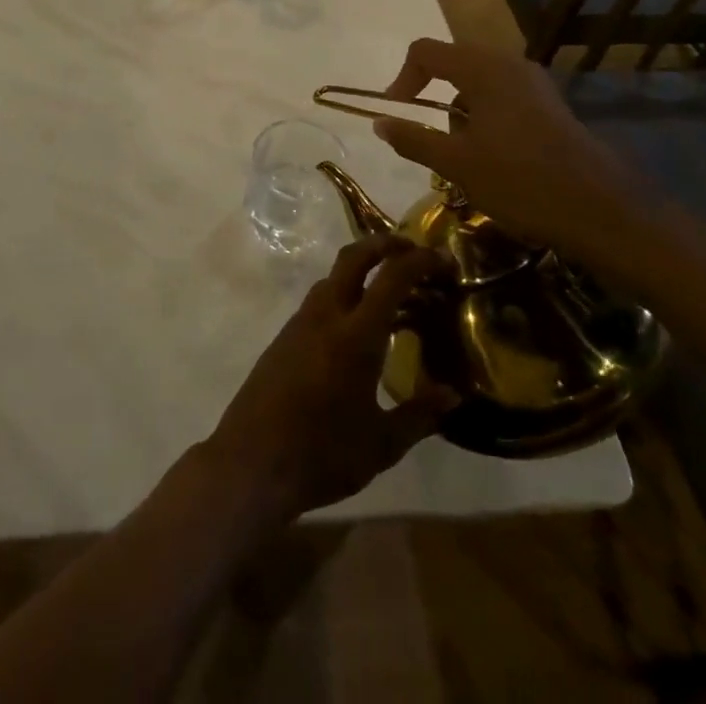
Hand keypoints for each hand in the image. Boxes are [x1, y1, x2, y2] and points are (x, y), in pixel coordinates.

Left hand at [203, 235, 458, 522]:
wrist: (252, 461)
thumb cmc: (324, 454)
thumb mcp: (383, 444)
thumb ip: (420, 414)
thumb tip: (453, 394)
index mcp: (356, 335)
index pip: (391, 278)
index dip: (419, 261)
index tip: (443, 259)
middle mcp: (326, 316)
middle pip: (353, 257)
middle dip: (384, 244)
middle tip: (413, 252)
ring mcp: (300, 323)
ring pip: (333, 277)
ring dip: (362, 270)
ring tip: (392, 292)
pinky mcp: (285, 336)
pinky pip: (320, 300)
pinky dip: (345, 295)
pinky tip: (360, 327)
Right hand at [371, 38, 687, 284]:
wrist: (603, 211)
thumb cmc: (521, 182)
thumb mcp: (456, 164)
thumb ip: (413, 138)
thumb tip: (379, 121)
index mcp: (482, 69)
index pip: (425, 51)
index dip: (403, 78)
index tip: (397, 113)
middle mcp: (508, 64)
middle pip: (452, 60)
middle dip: (431, 92)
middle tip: (427, 133)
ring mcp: (533, 83)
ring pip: (478, 79)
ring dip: (458, 106)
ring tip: (460, 149)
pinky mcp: (549, 103)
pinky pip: (502, 93)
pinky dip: (484, 113)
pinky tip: (491, 152)